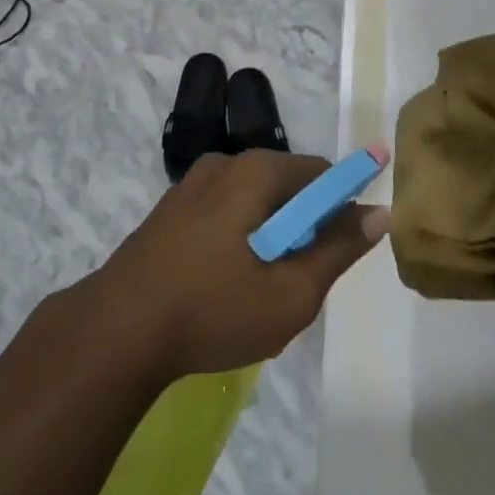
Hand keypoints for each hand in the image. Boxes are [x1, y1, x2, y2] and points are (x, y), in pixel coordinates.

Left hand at [89, 151, 387, 378]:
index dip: (340, 207)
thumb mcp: (291, 293)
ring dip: (267, 236)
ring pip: (252, 201)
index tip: (337, 251)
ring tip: (257, 290)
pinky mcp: (169, 210)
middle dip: (301, 226)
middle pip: (285, 185)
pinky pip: (222, 212)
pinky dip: (236, 238)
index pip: (320, 173)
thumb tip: (378, 213)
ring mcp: (191, 185)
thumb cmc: (212, 309)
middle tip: (296, 282)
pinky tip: (221, 286)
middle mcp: (224, 163)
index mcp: (256, 171)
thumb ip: (338, 250)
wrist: (117, 331)